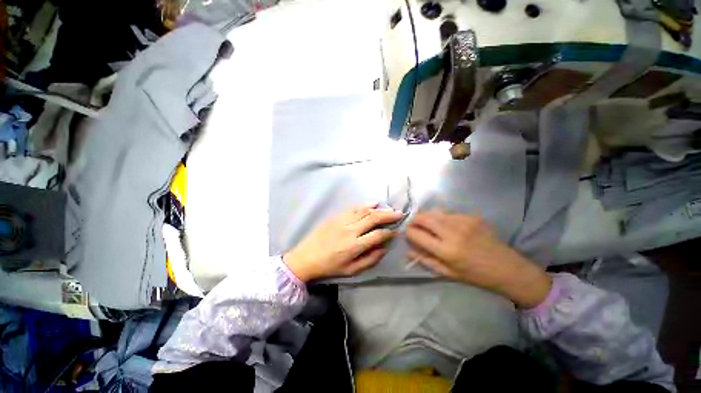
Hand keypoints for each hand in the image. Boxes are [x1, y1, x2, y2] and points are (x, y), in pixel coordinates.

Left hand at [283, 203, 403, 281]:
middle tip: (400, 214)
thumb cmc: (329, 267)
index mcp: (354, 246)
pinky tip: (374, 203)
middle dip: (389, 216)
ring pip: (365, 211)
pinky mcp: (336, 216)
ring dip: (379, 209)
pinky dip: (365, 204)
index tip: (397, 230)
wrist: (306, 258)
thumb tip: (384, 248)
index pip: (378, 235)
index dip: (389, 232)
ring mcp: (342, 221)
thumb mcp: (351, 271)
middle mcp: (350, 230)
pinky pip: (353, 208)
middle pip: (373, 219)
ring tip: (390, 209)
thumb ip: (370, 260)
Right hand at [405, 211, 550, 308]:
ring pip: (435, 212)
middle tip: (415, 226)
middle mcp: (453, 232)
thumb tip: (408, 252)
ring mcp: (463, 221)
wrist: (507, 268)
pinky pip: (449, 213)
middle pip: (423, 217)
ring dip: (427, 217)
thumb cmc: (475, 275)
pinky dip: (442, 217)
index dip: (408, 233)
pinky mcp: (472, 216)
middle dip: (414, 220)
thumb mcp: (448, 273)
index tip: (409, 234)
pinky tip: (447, 225)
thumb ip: (425, 260)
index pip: (416, 234)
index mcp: (446, 250)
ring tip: (428, 225)